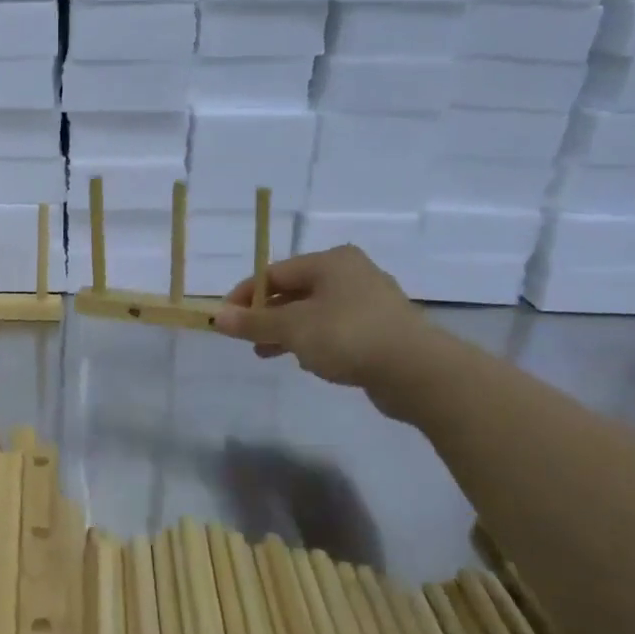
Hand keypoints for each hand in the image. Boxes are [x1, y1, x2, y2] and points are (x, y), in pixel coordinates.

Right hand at [214, 246, 432, 390]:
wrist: (418, 371)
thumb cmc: (349, 336)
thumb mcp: (292, 328)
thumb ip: (254, 322)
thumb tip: (216, 317)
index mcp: (330, 262)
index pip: (274, 272)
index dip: (245, 295)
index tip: (225, 319)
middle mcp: (351, 274)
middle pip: (294, 290)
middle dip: (266, 315)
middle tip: (245, 337)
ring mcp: (369, 302)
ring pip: (314, 312)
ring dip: (287, 331)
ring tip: (266, 353)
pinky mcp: (380, 330)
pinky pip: (335, 329)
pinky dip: (314, 341)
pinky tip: (305, 360)